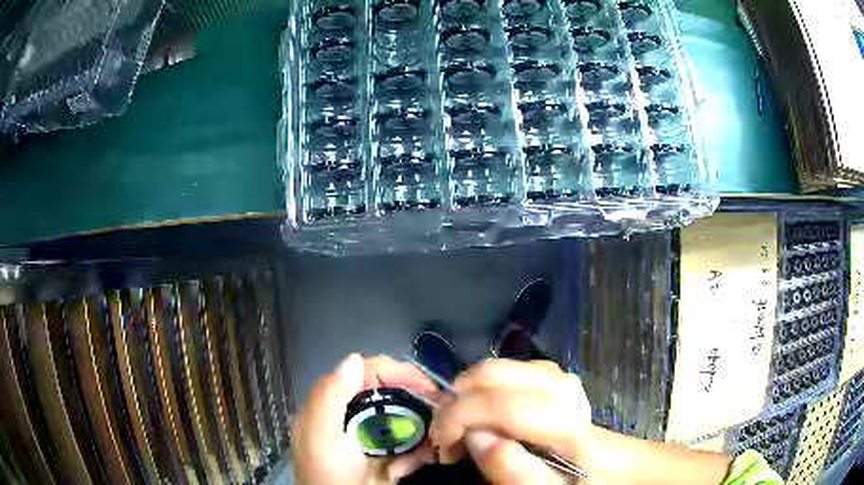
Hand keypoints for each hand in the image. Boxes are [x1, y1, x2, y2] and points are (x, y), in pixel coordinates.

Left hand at [292, 354, 439, 484]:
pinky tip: (419, 463)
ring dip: (423, 431)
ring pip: (405, 422)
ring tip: (436, 440)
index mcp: (332, 407)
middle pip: (389, 395)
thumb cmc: (328, 475)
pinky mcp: (386, 460)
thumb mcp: (320, 437)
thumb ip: (330, 397)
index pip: (365, 373)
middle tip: (444, 409)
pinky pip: (410, 448)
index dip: (396, 372)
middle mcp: (351, 418)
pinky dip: (420, 453)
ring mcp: (370, 441)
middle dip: (418, 400)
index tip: (426, 384)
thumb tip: (354, 358)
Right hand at [428, 359, 591, 483]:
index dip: (461, 417)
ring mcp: (560, 376)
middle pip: (496, 375)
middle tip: (445, 435)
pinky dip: (483, 386)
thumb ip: (513, 471)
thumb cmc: (570, 482)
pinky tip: (484, 409)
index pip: (506, 406)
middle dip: (457, 401)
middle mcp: (566, 390)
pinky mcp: (553, 373)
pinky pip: (508, 368)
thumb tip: (475, 435)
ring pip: (498, 366)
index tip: (441, 443)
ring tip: (461, 422)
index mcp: (569, 426)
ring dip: (466, 392)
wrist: (600, 465)